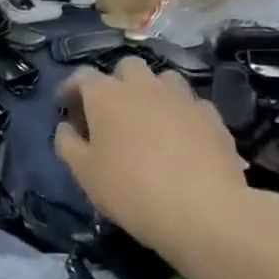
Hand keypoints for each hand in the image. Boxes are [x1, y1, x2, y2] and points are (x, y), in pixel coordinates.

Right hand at [55, 58, 278, 278]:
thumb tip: (67, 127)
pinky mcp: (212, 116)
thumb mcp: (84, 172)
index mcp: (106, 95)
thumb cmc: (130, 189)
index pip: (82, 76)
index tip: (66, 107)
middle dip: (116, 83)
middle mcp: (144, 86)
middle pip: (127, 68)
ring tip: (149, 121)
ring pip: (163, 80)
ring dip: (151, 93)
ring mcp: (182, 97)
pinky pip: (190, 105)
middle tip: (111, 113)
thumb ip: (68, 143)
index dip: (71, 89)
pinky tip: (181, 140)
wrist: (203, 210)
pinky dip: (180, 115)